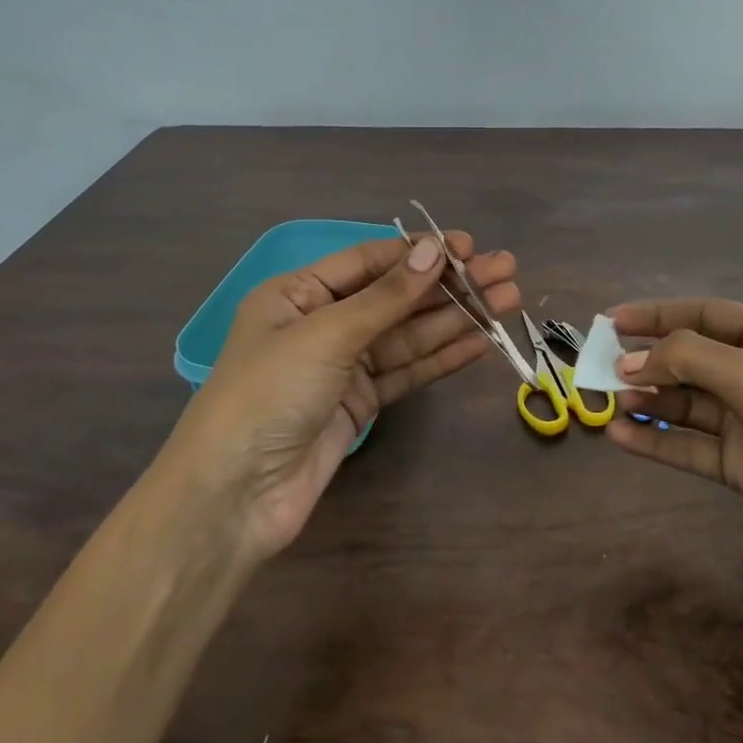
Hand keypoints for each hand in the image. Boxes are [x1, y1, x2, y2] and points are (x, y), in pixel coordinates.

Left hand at [180, 231, 517, 560]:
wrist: (235, 495)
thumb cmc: (268, 394)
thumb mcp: (326, 334)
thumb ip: (386, 296)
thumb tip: (435, 251)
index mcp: (298, 294)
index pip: (369, 261)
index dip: (419, 253)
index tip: (468, 248)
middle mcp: (322, 324)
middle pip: (395, 297)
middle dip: (449, 285)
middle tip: (505, 271)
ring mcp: (342, 367)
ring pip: (407, 335)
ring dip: (455, 319)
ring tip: (507, 302)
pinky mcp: (359, 405)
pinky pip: (406, 372)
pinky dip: (441, 358)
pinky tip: (479, 343)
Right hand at [606, 298, 742, 625]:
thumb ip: (693, 361)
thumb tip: (632, 360)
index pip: (712, 316)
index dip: (661, 314)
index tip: (612, 321)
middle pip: (697, 360)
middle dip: (650, 360)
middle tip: (599, 367)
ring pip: (691, 405)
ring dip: (649, 400)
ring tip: (606, 401)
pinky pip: (694, 448)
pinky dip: (658, 441)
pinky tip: (621, 438)